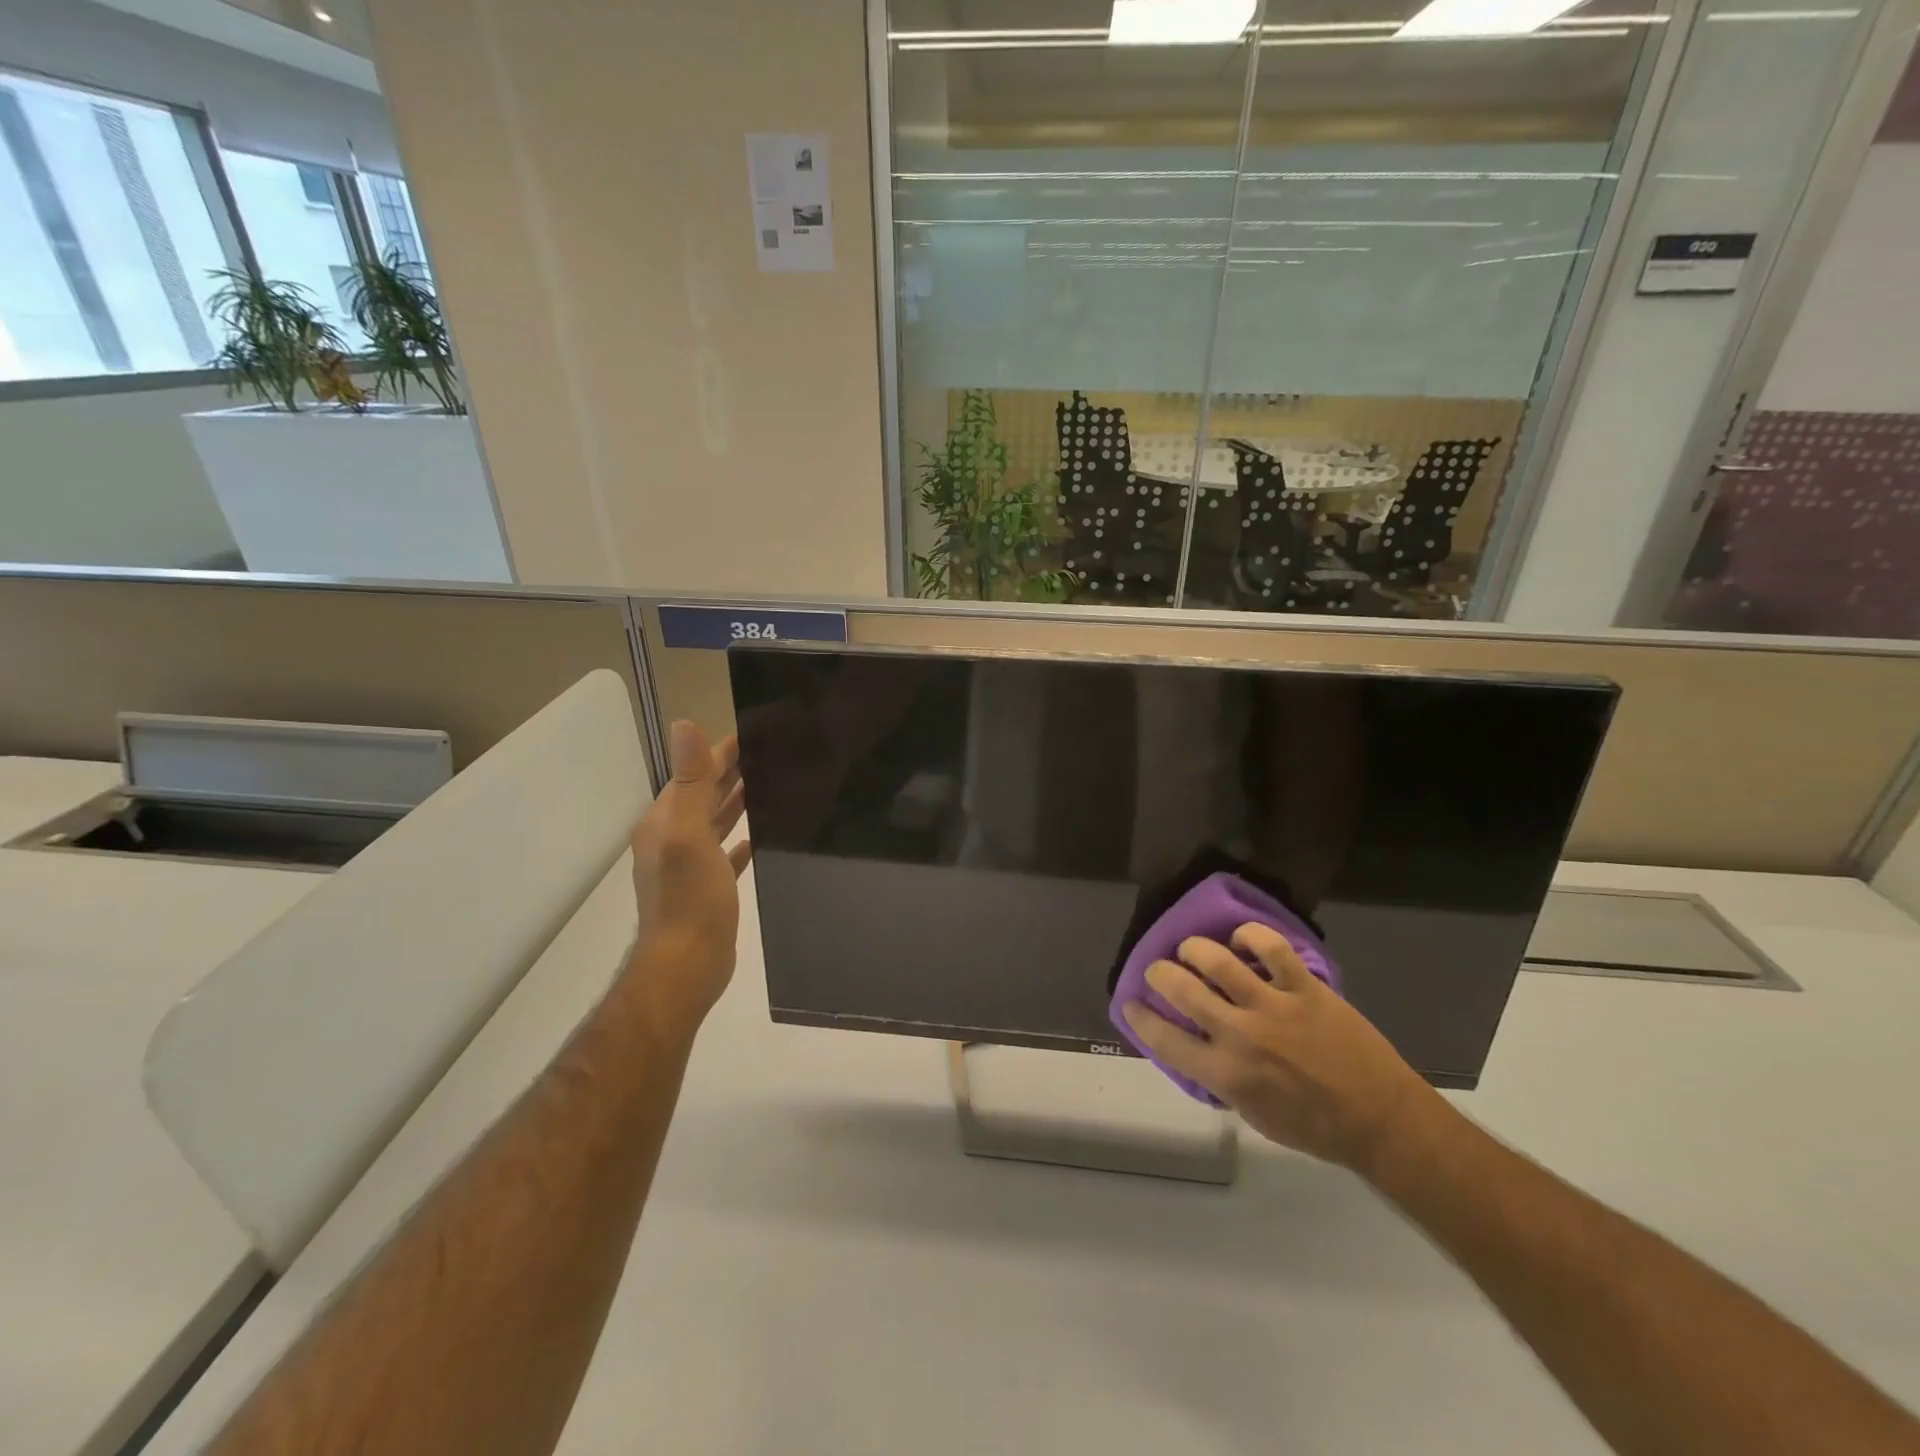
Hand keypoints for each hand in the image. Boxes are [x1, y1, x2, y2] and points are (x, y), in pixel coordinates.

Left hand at [627, 720, 751, 1027]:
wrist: (686, 966)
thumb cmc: (689, 898)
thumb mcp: (689, 834)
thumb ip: (691, 781)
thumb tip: (684, 724)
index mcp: (665, 821)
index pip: (695, 773)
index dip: (723, 750)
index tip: (758, 731)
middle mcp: (672, 838)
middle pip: (705, 794)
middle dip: (733, 771)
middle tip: (773, 751)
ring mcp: (689, 865)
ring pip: (716, 821)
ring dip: (737, 801)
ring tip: (771, 783)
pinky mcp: (708, 889)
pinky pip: (726, 853)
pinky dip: (741, 839)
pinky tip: (759, 836)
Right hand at [1121, 923, 1438, 1178]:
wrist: (1380, 1120)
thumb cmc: (1314, 1127)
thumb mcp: (1253, 1114)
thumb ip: (1220, 1079)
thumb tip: (1198, 1048)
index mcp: (1226, 1074)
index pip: (1164, 1039)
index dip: (1140, 1017)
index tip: (1130, 1003)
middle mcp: (1241, 1035)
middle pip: (1181, 988)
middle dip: (1159, 973)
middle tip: (1159, 969)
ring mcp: (1273, 1006)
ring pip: (1217, 959)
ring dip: (1195, 948)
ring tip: (1193, 949)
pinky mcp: (1305, 988)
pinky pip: (1271, 947)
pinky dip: (1251, 936)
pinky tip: (1243, 940)